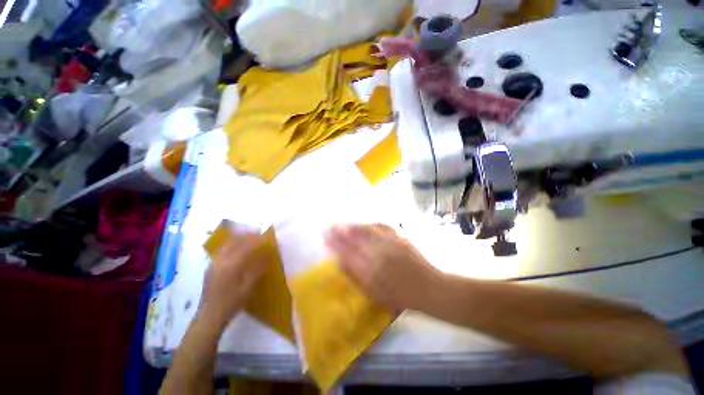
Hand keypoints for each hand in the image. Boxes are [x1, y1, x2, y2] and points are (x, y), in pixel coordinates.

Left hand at [200, 232, 267, 326]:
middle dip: (248, 235)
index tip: (267, 237)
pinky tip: (238, 250)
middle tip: (259, 235)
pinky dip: (232, 245)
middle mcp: (221, 260)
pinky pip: (223, 250)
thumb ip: (258, 269)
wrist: (210, 316)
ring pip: (227, 244)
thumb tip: (267, 255)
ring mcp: (214, 263)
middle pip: (235, 240)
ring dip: (239, 239)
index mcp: (231, 264)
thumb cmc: (232, 302)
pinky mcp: (211, 267)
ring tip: (250, 239)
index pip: (247, 245)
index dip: (258, 239)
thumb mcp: (249, 287)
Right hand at [325, 224, 443, 311]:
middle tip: (331, 227)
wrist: (427, 287)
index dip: (335, 244)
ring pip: (366, 231)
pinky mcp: (399, 238)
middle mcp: (377, 253)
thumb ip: (356, 276)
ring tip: (345, 223)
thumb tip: (340, 262)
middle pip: (354, 239)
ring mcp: (389, 243)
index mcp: (369, 270)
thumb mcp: (374, 293)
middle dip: (340, 232)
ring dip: (354, 226)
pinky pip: (382, 227)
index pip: (346, 252)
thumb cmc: (399, 295)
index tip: (326, 237)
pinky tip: (367, 224)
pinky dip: (371, 224)